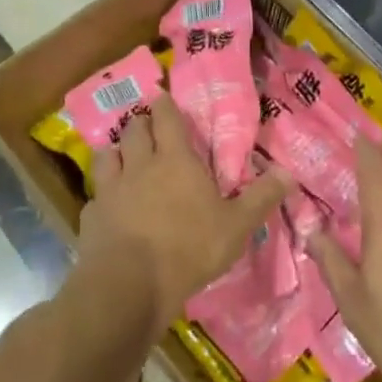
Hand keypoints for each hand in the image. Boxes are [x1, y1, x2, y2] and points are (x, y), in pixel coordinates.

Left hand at [81, 95, 286, 335]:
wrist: (129, 285)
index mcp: (175, 160)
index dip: (164, 105)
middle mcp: (140, 165)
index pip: (166, 118)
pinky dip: (102, 194)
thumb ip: (261, 198)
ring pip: (107, 154)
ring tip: (122, 155)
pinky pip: (96, 195)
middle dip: (140, 123)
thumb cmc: (189, 248)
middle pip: (134, 130)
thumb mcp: (236, 226)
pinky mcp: (91, 216)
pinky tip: (108, 206)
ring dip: (115, 150)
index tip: (162, 96)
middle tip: (147, 126)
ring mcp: (111, 189)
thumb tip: (290, 173)